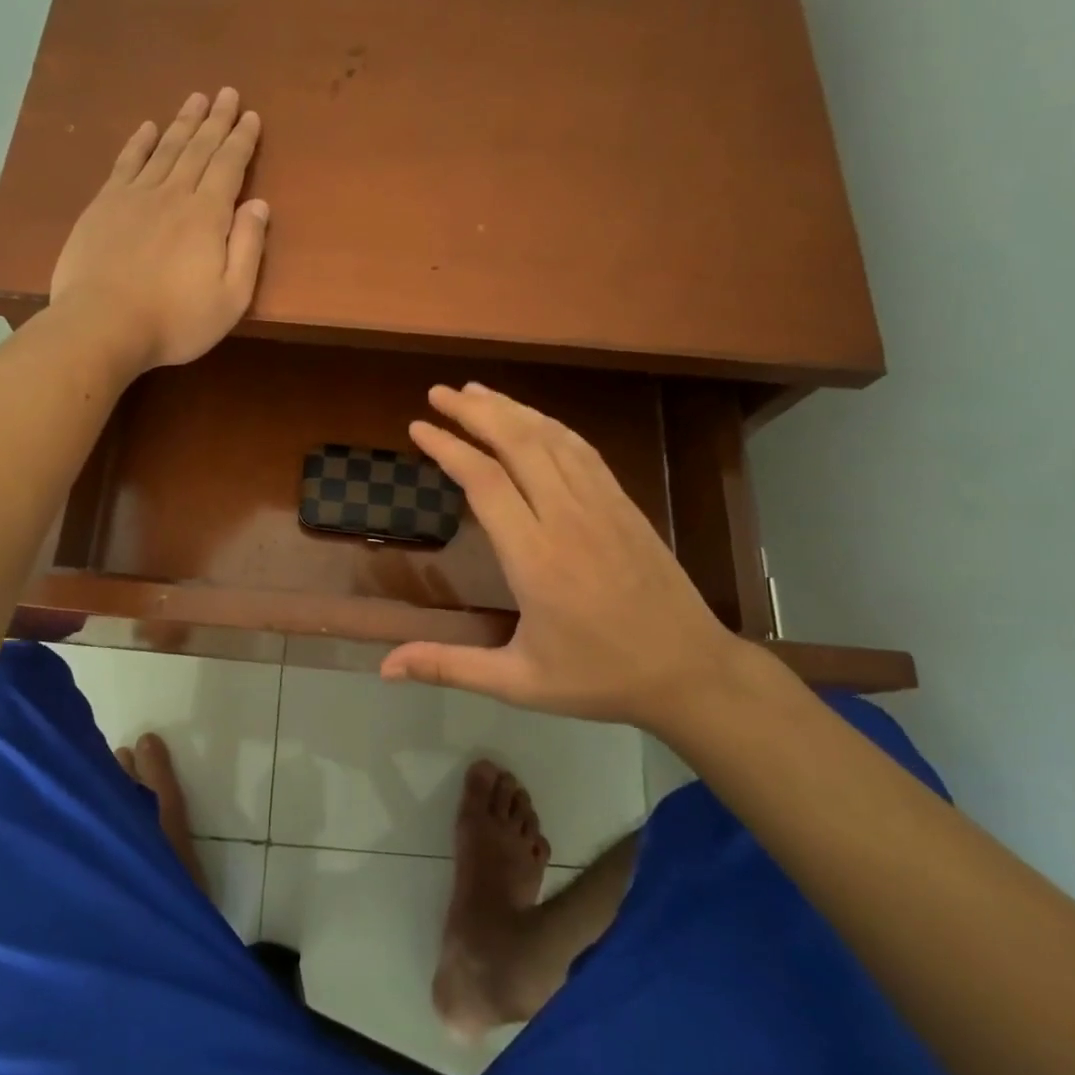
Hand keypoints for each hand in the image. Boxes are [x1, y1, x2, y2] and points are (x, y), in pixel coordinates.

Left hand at [50, 88, 267, 371]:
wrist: (103, 325)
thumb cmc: (176, 321)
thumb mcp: (231, 297)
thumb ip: (248, 248)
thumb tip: (259, 204)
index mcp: (207, 216)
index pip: (229, 167)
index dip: (242, 140)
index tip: (251, 116)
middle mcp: (173, 194)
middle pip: (198, 149)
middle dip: (216, 121)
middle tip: (227, 93)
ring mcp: (134, 196)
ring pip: (165, 149)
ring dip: (182, 123)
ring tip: (196, 99)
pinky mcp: (104, 206)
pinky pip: (126, 163)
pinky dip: (138, 143)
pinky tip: (147, 127)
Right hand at [380, 383, 758, 728]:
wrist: (690, 671)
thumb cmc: (598, 677)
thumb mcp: (518, 683)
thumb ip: (448, 666)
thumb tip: (384, 667)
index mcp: (535, 558)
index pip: (484, 481)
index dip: (448, 447)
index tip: (418, 427)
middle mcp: (566, 517)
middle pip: (516, 443)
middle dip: (474, 411)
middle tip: (439, 393)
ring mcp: (600, 504)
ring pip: (550, 438)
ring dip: (510, 408)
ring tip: (474, 392)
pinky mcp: (623, 503)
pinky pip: (581, 450)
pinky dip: (549, 425)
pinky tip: (532, 418)